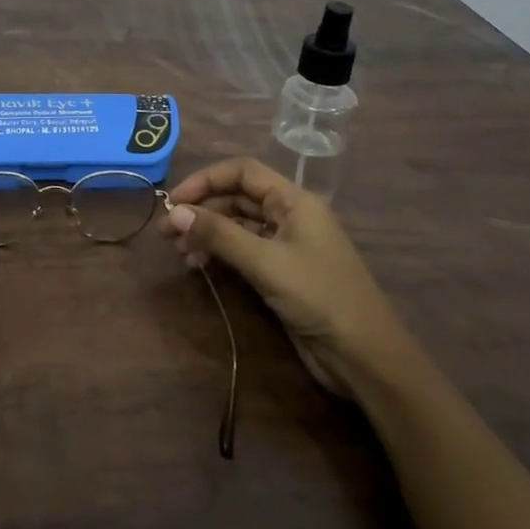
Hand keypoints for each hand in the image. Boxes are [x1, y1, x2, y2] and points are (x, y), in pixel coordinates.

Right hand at [160, 158, 405, 398]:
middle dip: (201, 210)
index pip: (242, 172)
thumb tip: (175, 212)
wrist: (363, 356)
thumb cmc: (319, 296)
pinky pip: (243, 251)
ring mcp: (286, 245)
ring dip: (207, 233)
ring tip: (179, 253)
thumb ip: (219, 234)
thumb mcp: (266, 262)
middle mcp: (290, 216)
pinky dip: (219, 254)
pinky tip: (199, 266)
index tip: (174, 200)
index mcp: (295, 201)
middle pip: (237, 198)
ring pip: (237, 226)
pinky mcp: (281, 273)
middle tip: (166, 232)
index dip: (206, 180)